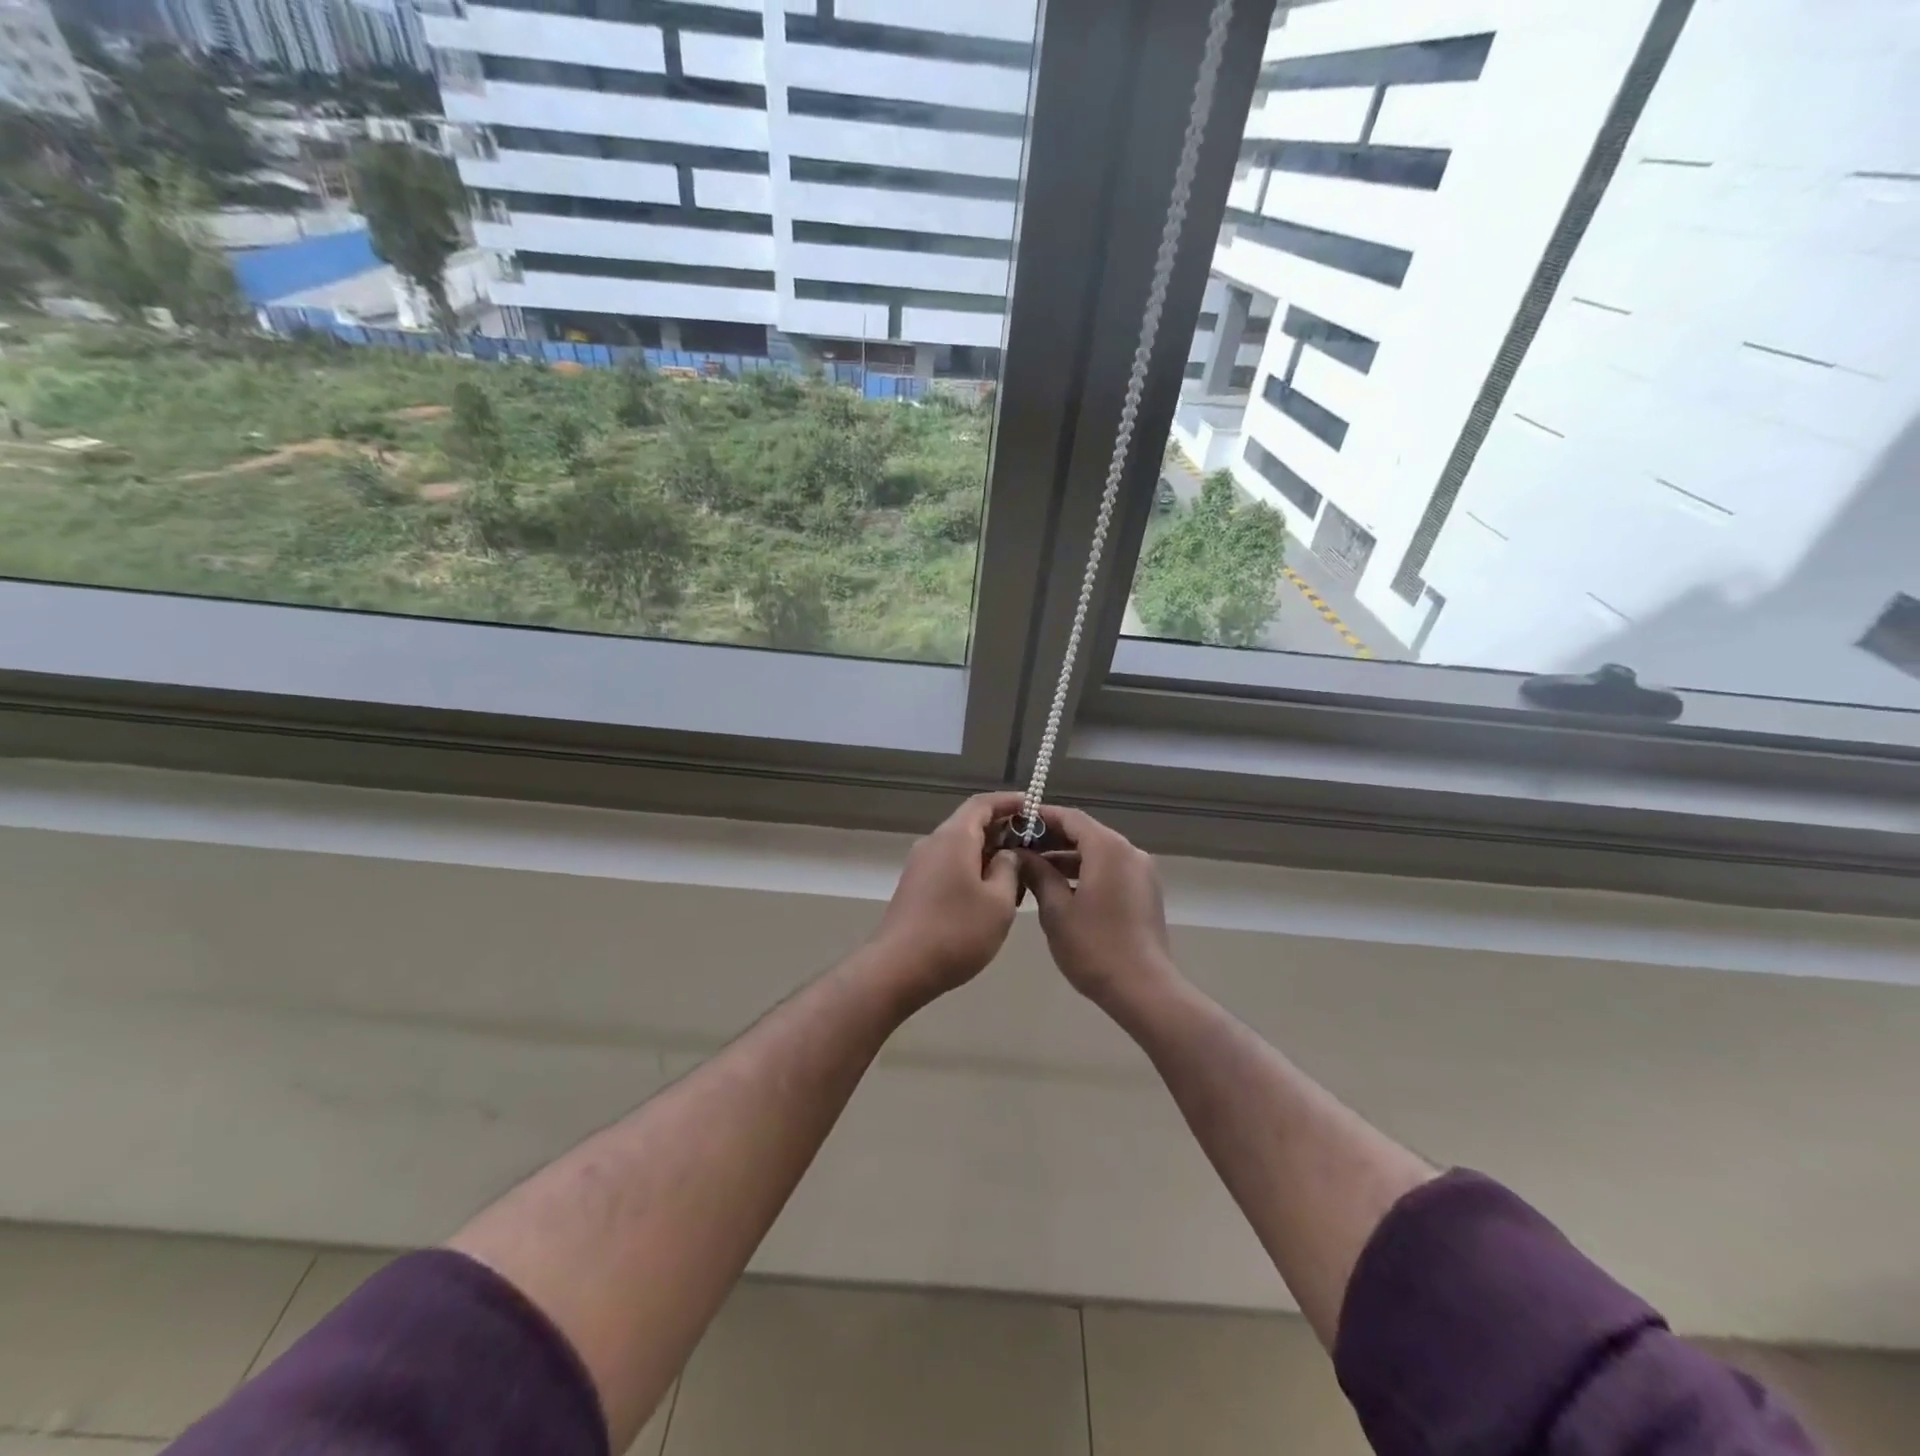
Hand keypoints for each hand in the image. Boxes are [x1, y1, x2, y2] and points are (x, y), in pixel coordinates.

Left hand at [866, 792, 1025, 1004]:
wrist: (899, 968)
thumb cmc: (956, 931)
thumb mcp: (999, 902)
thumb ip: (1009, 869)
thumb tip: (1008, 854)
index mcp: (954, 837)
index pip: (983, 803)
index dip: (1009, 801)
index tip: (1033, 806)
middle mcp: (933, 843)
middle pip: (970, 823)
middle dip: (1002, 829)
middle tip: (1033, 844)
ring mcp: (920, 865)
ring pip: (960, 847)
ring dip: (988, 853)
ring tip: (1018, 873)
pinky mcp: (915, 887)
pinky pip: (949, 865)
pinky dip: (973, 869)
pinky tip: (990, 894)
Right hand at [1016, 806, 1180, 1012]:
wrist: (1143, 989)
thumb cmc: (1094, 947)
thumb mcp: (1056, 910)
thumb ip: (1038, 874)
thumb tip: (1021, 855)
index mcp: (1108, 848)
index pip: (1070, 817)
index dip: (1041, 817)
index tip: (1014, 822)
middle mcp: (1129, 852)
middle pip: (1086, 833)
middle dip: (1052, 838)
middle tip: (1018, 847)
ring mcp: (1141, 872)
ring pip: (1098, 853)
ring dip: (1067, 857)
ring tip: (1033, 869)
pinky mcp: (1144, 892)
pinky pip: (1110, 869)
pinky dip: (1085, 871)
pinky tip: (1060, 888)